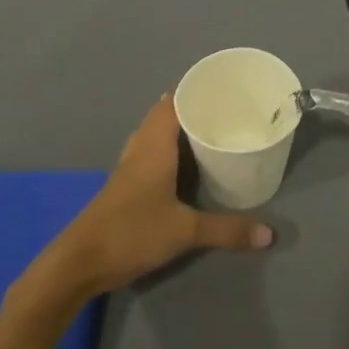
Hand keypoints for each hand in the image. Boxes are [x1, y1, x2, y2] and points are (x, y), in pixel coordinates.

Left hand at [23, 95, 273, 307]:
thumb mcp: (185, 232)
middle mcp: (140, 149)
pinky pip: (147, 152)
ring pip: (153, 133)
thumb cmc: (132, 233)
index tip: (221, 86)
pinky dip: (166, 148)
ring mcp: (127, 167)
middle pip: (163, 114)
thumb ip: (227, 230)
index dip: (194, 90)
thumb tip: (269, 233)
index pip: (173, 102)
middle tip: (222, 108)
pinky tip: (181, 165)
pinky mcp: (122, 186)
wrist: (79, 263)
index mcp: (154, 145)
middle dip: (189, 107)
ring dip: (175, 128)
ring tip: (206, 130)